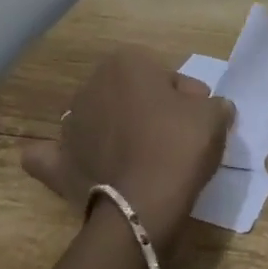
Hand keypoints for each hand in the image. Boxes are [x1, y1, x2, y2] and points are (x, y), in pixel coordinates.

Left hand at [21, 47, 233, 251]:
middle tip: (176, 138)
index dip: (186, 96)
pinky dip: (59, 158)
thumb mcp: (214, 116)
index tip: (199, 118)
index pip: (164, 74)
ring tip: (141, 160)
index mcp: (126, 63)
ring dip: (114, 132)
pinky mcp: (58, 162)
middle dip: (149, 110)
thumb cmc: (179, 146)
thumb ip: (214, 104)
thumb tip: (208, 107)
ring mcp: (69, 125)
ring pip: (97, 120)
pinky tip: (73, 164)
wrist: (143, 204)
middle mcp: (91, 86)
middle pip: (129, 94)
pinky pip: (53, 155)